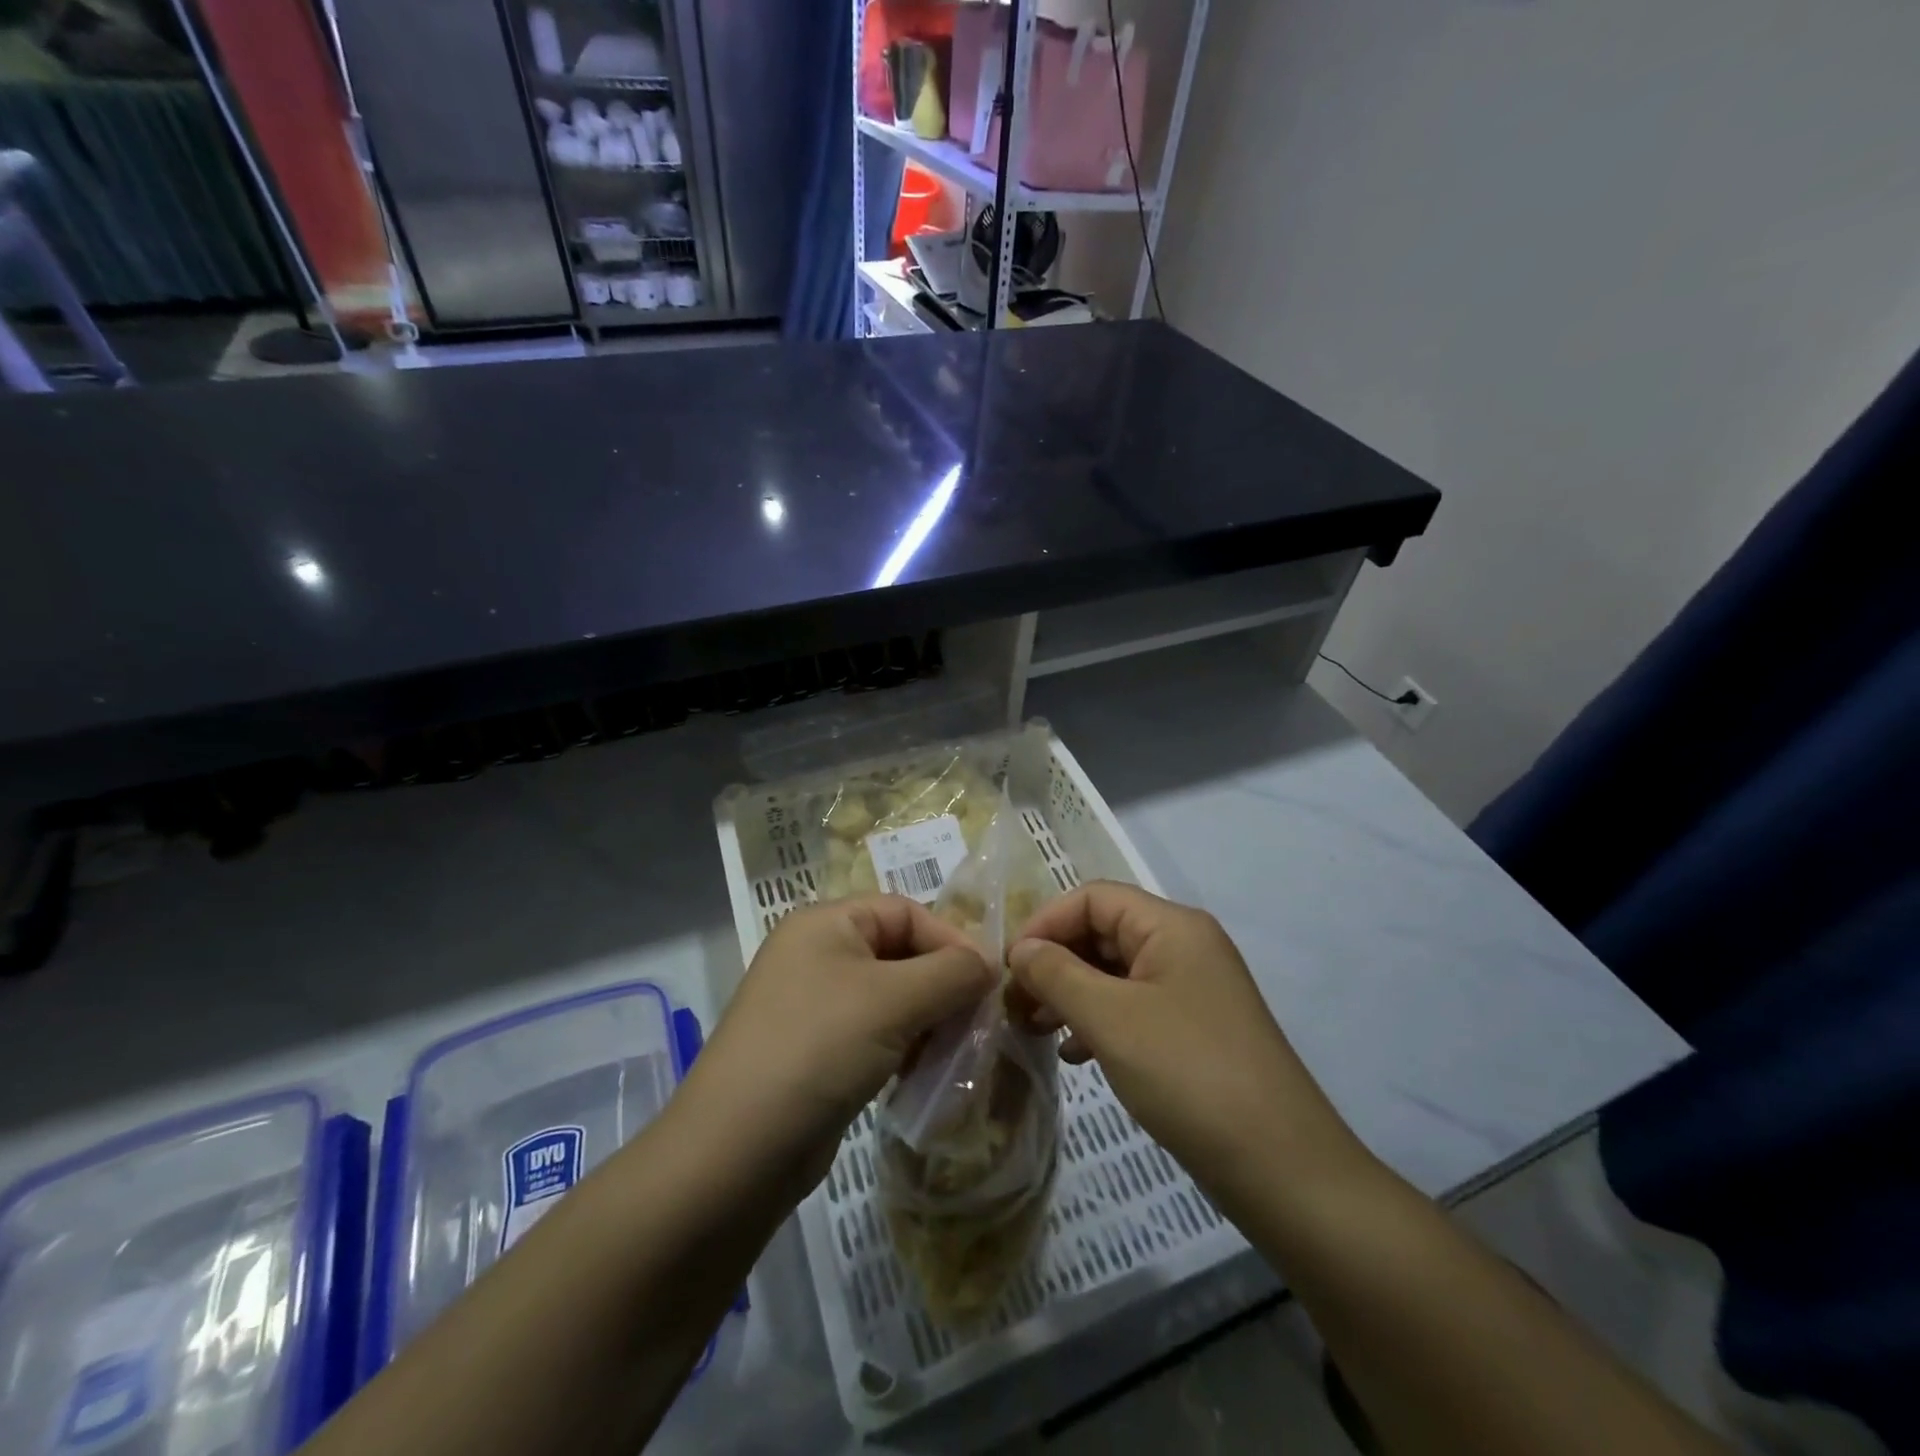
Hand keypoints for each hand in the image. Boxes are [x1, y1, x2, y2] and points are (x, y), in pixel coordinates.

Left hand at [686, 896, 993, 1181]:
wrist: (737, 1151)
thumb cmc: (819, 1048)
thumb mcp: (894, 1000)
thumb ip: (952, 973)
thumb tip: (989, 963)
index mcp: (826, 923)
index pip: (905, 912)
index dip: (950, 940)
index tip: (989, 981)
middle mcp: (817, 954)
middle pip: (899, 954)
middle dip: (943, 985)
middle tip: (979, 1021)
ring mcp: (814, 1005)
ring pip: (891, 998)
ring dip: (929, 1019)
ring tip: (957, 1051)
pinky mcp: (817, 1052)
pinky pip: (875, 1033)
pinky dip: (904, 1046)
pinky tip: (923, 1073)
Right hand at [1009, 882, 1366, 1194]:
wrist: (1281, 1168)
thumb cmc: (1188, 1075)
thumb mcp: (1110, 1019)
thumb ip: (1057, 974)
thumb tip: (1021, 949)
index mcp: (1172, 926)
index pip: (1093, 898)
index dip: (1046, 923)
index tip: (1009, 967)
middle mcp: (1185, 946)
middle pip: (1103, 932)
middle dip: (1055, 962)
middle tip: (1016, 1004)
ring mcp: (1192, 990)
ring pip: (1115, 973)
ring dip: (1071, 994)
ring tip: (1036, 1029)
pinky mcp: (1193, 1031)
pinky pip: (1133, 1008)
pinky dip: (1098, 1022)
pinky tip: (1075, 1055)